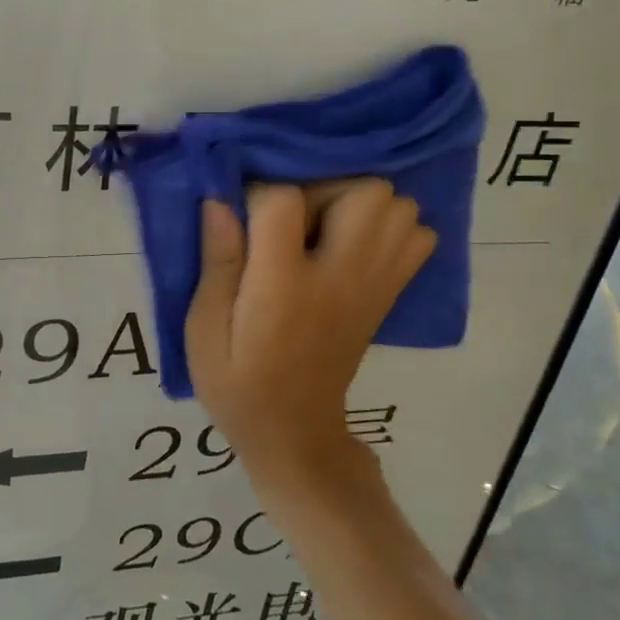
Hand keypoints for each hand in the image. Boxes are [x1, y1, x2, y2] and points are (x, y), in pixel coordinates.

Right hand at [185, 182, 435, 495]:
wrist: (294, 433)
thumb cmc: (236, 381)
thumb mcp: (204, 328)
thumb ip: (217, 261)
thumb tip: (220, 199)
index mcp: (284, 286)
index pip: (284, 201)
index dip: (256, 191)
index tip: (238, 213)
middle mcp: (341, 277)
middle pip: (365, 191)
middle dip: (323, 186)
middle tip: (290, 218)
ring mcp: (374, 285)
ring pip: (397, 206)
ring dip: (357, 201)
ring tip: (320, 227)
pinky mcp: (388, 294)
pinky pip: (416, 236)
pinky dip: (389, 225)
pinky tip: (351, 242)